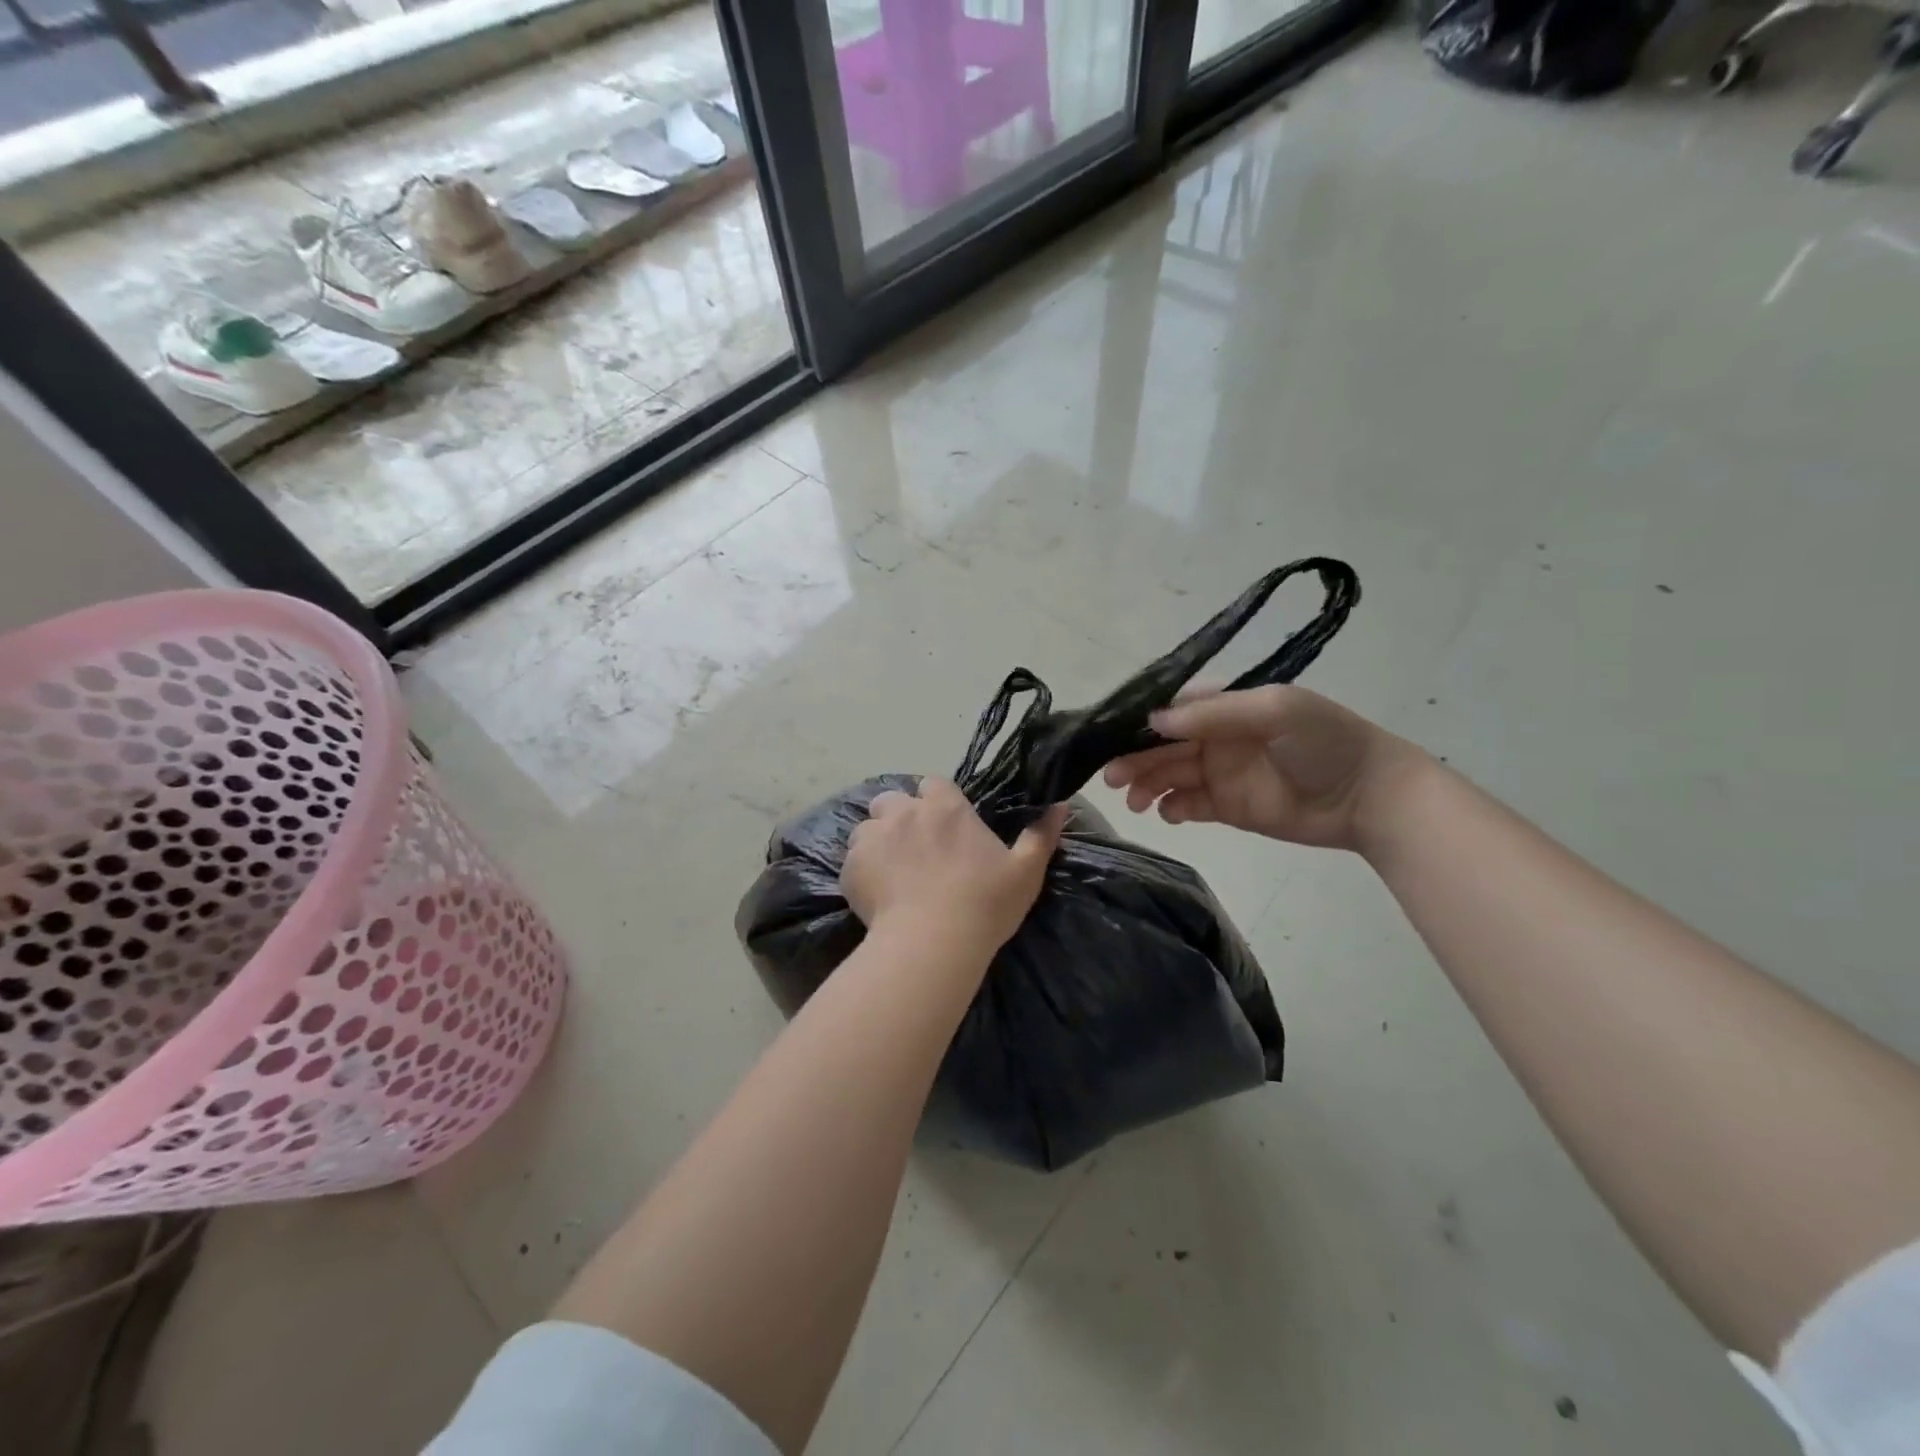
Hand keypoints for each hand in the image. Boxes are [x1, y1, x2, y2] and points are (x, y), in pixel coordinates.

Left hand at [842, 778, 1069, 954]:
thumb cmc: (985, 904)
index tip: (946, 827)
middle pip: (894, 800)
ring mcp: (873, 838)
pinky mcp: (851, 867)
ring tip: (893, 872)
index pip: (934, 785)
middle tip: (916, 850)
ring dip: (878, 841)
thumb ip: (1042, 834)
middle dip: (901, 816)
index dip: (937, 802)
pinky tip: (878, 895)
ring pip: (868, 827)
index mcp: (946, 808)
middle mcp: (905, 813)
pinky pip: (852, 859)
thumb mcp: (1026, 871)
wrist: (932, 944)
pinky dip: (863, 870)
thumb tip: (1061, 803)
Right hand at [1102, 686, 1427, 852]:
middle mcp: (1216, 737)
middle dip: (1134, 759)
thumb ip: (1214, 714)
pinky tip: (1166, 813)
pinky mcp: (1228, 807)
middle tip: (1111, 779)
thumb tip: (1154, 721)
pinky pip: (1189, 805)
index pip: (1171, 711)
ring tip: (1134, 802)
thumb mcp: (1275, 711)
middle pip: (1162, 746)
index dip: (1138, 724)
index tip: (1107, 738)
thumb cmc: (1325, 743)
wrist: (1371, 797)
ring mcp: (1220, 773)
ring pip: (1169, 776)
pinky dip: (1172, 808)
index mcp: (1225, 706)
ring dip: (1147, 785)